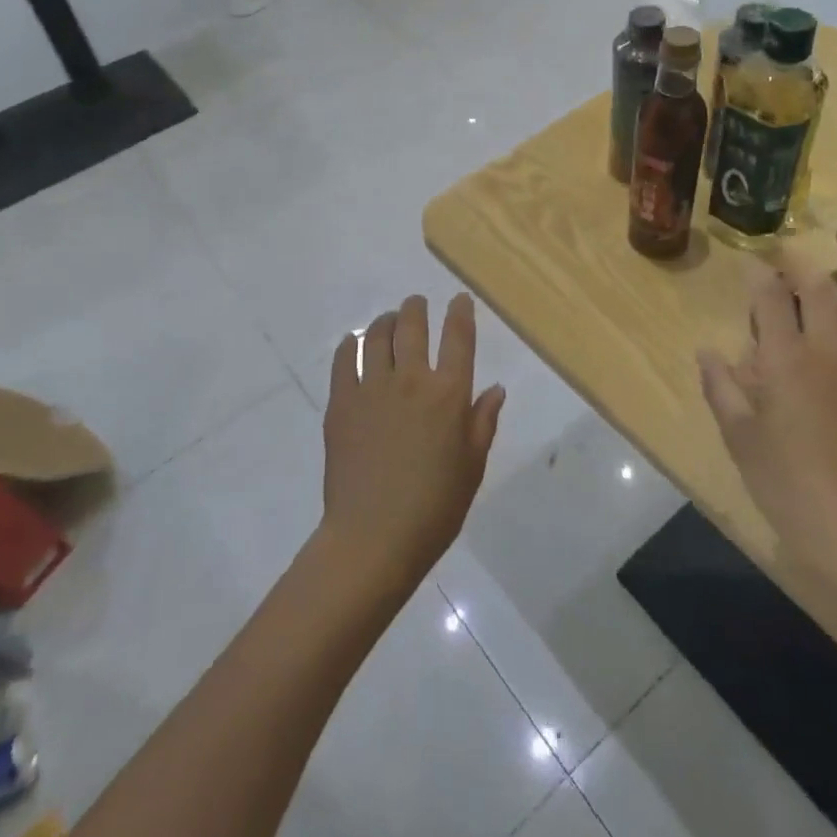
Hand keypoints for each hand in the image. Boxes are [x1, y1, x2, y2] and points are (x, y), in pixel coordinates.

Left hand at [319, 293, 506, 589]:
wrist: (374, 537)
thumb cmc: (434, 508)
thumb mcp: (472, 467)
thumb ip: (483, 422)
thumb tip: (495, 388)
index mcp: (449, 395)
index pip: (458, 339)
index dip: (460, 313)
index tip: (459, 300)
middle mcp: (411, 380)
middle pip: (413, 326)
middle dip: (417, 307)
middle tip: (417, 303)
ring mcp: (372, 388)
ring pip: (378, 335)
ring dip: (386, 320)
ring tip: (389, 319)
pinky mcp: (341, 402)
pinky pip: (344, 359)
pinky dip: (351, 344)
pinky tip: (355, 343)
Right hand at [697, 251, 836, 620]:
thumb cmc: (785, 482)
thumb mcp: (738, 435)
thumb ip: (721, 386)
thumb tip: (708, 351)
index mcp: (786, 359)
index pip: (773, 298)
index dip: (760, 275)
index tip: (751, 263)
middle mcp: (828, 351)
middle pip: (819, 291)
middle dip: (801, 267)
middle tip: (785, 255)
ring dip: (829, 288)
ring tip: (813, 281)